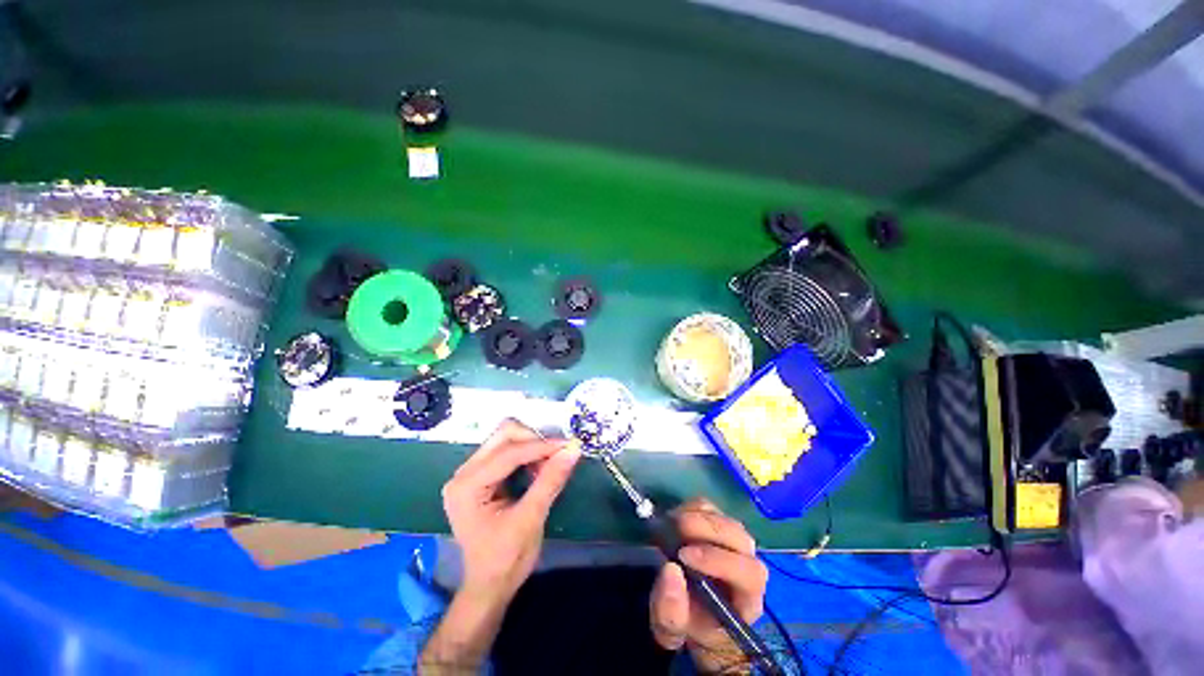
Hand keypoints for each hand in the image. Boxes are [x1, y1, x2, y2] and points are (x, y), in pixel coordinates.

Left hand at [441, 419, 581, 604]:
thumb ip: (550, 481)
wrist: (488, 586)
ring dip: (532, 446)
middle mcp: (463, 473)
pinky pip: (506, 450)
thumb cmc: (505, 559)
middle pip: (503, 435)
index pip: (508, 453)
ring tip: (549, 464)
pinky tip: (538, 469)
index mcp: (467, 486)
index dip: (541, 446)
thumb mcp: (530, 520)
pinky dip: (527, 454)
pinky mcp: (480, 475)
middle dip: (534, 441)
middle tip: (558, 454)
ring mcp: (469, 472)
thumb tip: (573, 450)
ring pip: (506, 439)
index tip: (568, 446)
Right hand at [649, 498, 767, 673]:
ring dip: (696, 517)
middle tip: (673, 529)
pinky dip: (690, 508)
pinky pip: (709, 507)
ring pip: (723, 518)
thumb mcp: (672, 631)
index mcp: (748, 597)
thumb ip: (671, 611)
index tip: (684, 556)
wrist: (691, 610)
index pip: (749, 573)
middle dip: (705, 528)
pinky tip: (673, 520)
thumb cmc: (689, 624)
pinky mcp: (717, 523)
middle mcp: (748, 564)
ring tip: (670, 526)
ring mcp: (734, 540)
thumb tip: (670, 570)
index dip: (718, 560)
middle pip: (739, 537)